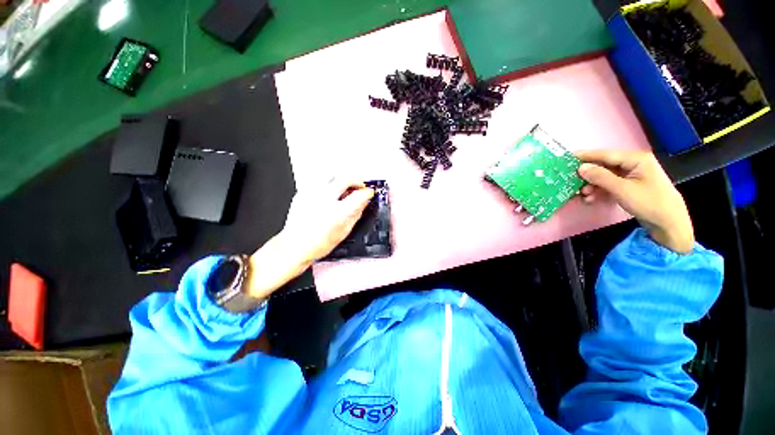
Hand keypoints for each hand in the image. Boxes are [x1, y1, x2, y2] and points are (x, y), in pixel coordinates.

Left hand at [245, 179, 373, 298]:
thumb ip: (356, 214)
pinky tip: (330, 194)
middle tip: (359, 186)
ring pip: (332, 175)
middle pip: (346, 178)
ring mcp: (312, 193)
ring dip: (342, 180)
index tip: (369, 192)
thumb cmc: (318, 243)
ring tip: (344, 188)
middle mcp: (324, 199)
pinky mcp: (303, 192)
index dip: (367, 192)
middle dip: (356, 181)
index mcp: (338, 212)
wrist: (295, 246)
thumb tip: (364, 202)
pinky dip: (329, 184)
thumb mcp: (344, 231)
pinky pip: (319, 181)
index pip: (359, 194)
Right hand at [576, 150, 694, 253]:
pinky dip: (599, 190)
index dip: (586, 156)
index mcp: (636, 159)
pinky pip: (609, 184)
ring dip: (592, 185)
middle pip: (604, 165)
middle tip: (572, 182)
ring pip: (605, 176)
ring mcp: (632, 175)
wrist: (669, 223)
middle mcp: (633, 164)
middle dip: (588, 175)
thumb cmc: (649, 203)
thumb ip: (600, 177)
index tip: (568, 157)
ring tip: (583, 195)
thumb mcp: (622, 190)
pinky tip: (591, 198)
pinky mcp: (629, 185)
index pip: (606, 154)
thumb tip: (581, 168)